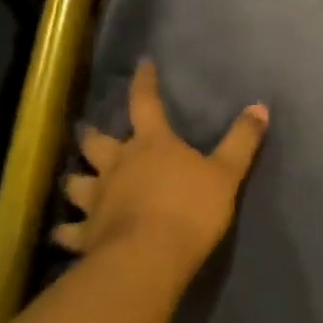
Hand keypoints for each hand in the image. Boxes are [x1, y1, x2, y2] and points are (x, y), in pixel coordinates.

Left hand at [54, 61, 268, 283]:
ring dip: (75, 181)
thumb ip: (242, 140)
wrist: (150, 257)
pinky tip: (63, 233)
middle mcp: (117, 165)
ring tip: (76, 182)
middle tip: (89, 133)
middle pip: (96, 143)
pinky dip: (66, 230)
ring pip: (75, 183)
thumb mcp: (227, 173)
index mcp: (152, 144)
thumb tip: (260, 106)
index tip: (142, 65)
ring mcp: (97, 199)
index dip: (144, 82)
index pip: (145, 102)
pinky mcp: (86, 234)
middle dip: (92, 136)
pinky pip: (68, 230)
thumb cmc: (191, 209)